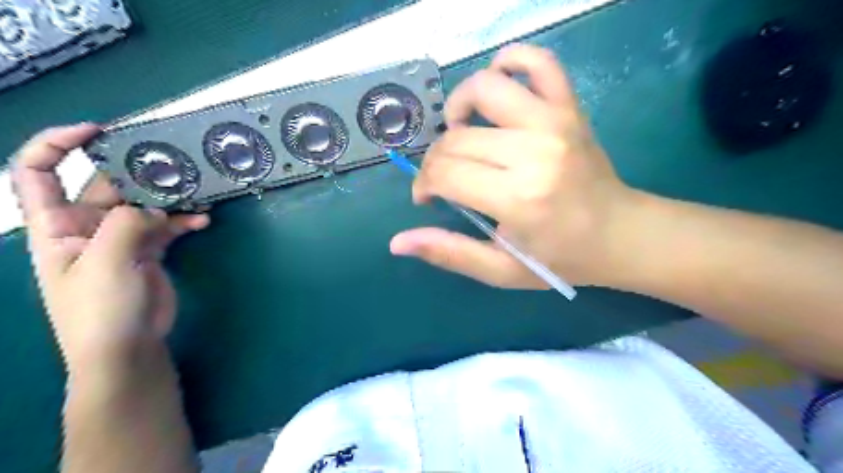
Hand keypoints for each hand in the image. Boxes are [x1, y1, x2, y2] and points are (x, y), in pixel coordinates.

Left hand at [11, 124, 210, 370]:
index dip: (58, 144)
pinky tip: (203, 221)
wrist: (126, 348)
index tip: (96, 131)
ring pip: (144, 205)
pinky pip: (167, 227)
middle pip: (107, 186)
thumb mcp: (105, 264)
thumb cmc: (99, 310)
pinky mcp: (148, 252)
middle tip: (173, 166)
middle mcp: (86, 227)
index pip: (38, 173)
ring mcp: (121, 239)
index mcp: (55, 225)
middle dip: (137, 173)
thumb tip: (154, 206)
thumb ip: (126, 225)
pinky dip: (184, 222)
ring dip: (169, 199)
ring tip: (195, 192)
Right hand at [392, 44, 643, 288]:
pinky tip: (497, 83)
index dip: (425, 185)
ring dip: (458, 106)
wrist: (621, 234)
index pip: (446, 173)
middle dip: (436, 160)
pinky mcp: (570, 107)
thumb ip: (450, 253)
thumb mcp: (502, 270)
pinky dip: (511, 61)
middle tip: (444, 179)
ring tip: (460, 131)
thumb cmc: (561, 258)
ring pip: (485, 88)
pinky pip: (539, 62)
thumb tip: (398, 242)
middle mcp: (534, 152)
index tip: (427, 197)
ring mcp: (555, 122)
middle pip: (457, 138)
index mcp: (518, 198)